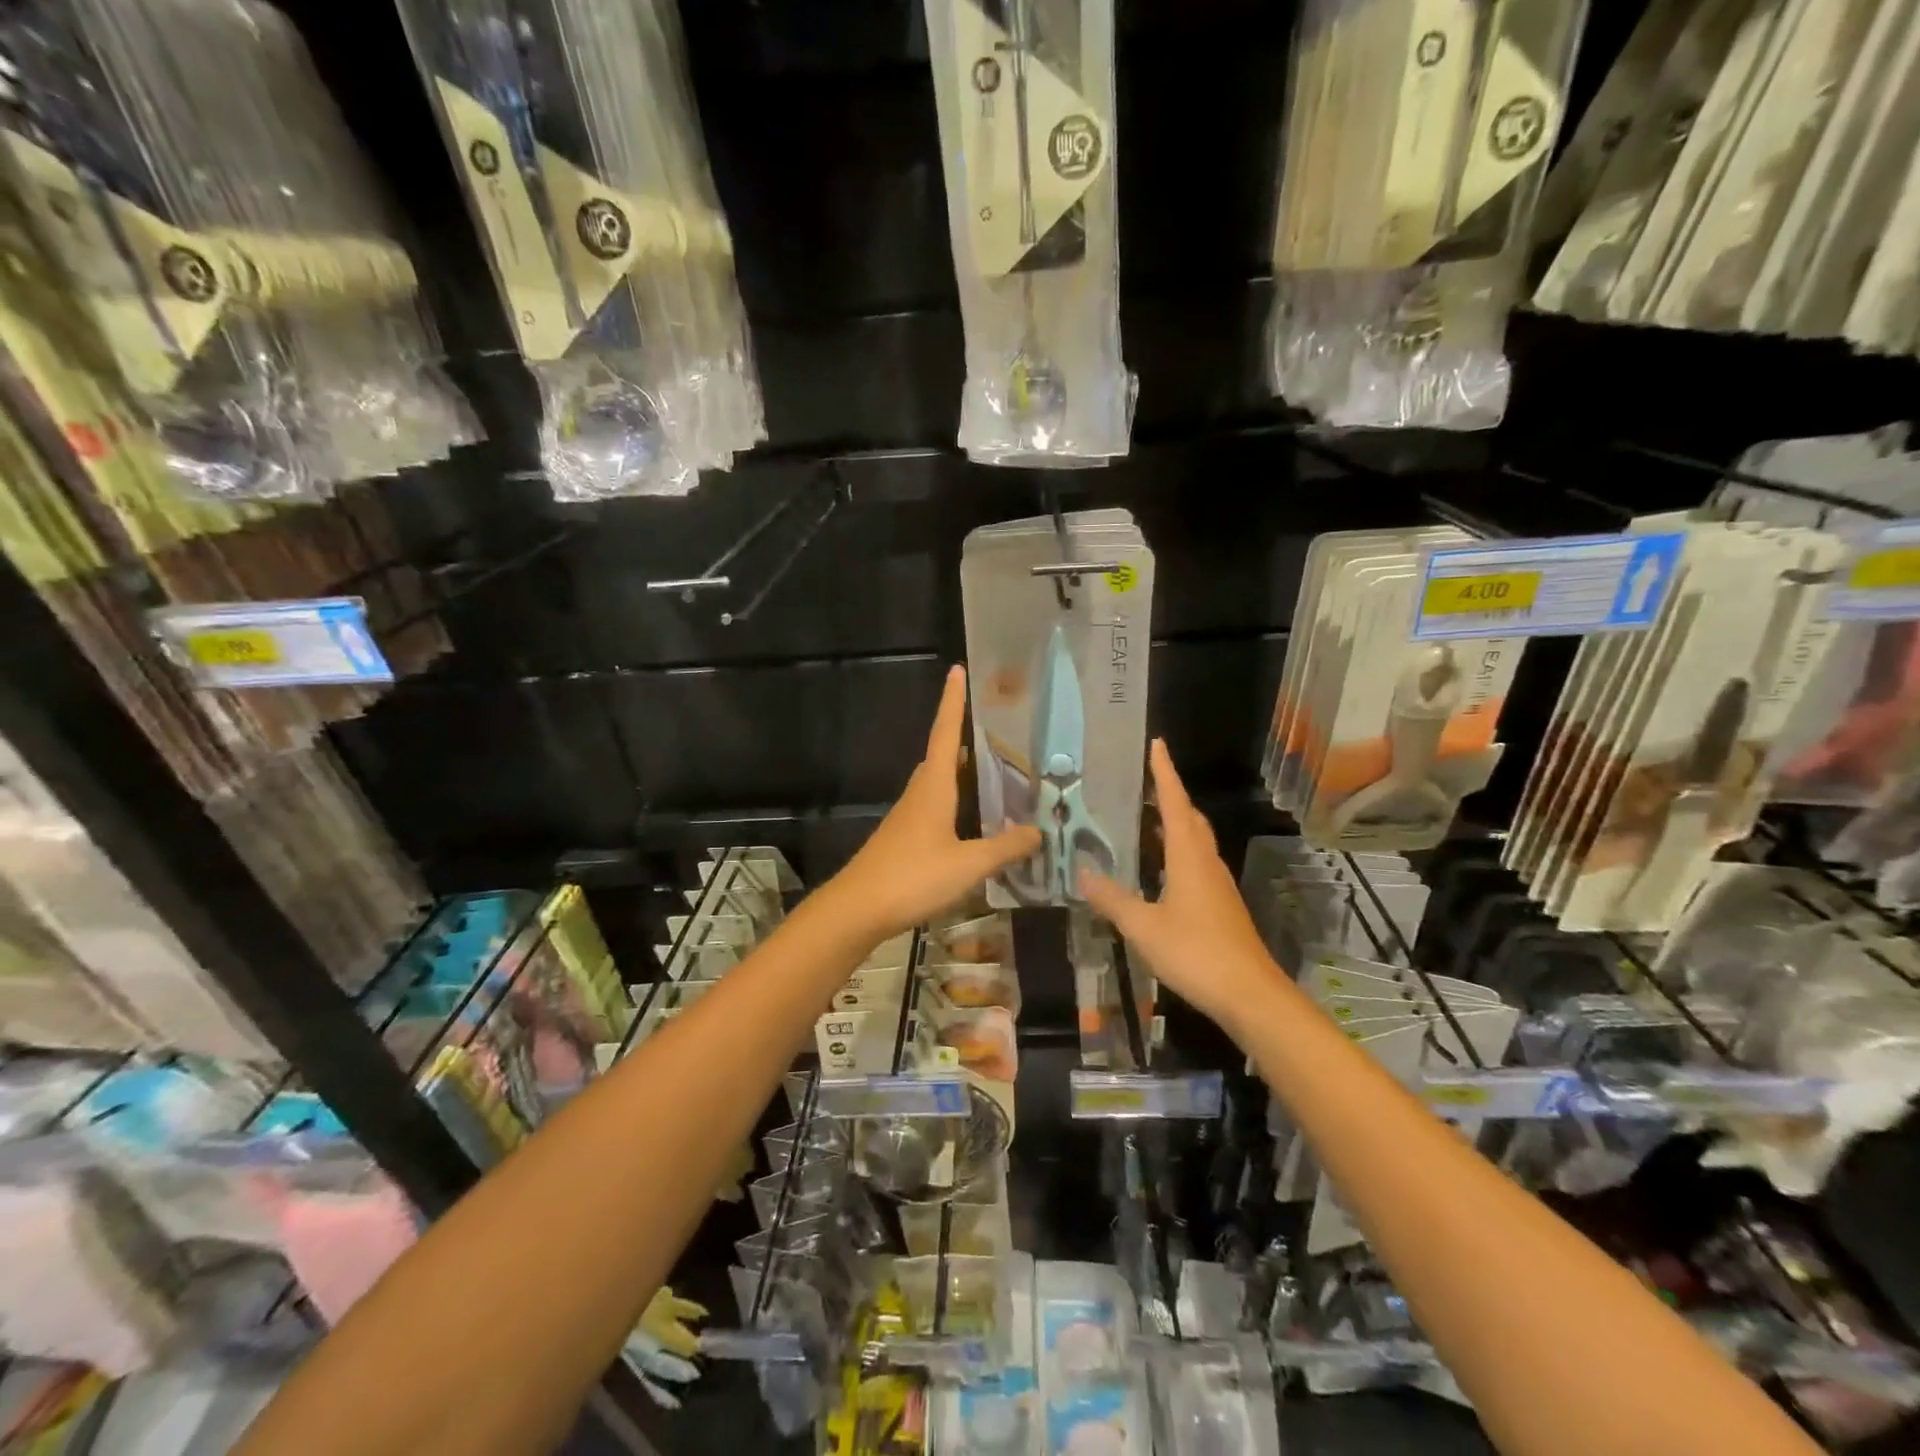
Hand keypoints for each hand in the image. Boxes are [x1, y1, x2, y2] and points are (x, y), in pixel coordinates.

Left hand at [828, 665, 1041, 940]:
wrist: (857, 909)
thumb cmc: (912, 877)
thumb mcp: (968, 865)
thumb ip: (1004, 848)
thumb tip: (1038, 832)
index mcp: (934, 788)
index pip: (945, 733)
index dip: (953, 702)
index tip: (957, 670)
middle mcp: (919, 794)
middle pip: (942, 755)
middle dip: (964, 736)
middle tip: (997, 731)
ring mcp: (908, 816)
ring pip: (938, 782)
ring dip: (962, 772)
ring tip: (995, 772)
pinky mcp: (904, 837)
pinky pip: (935, 806)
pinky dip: (956, 801)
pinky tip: (972, 821)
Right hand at [1081, 740, 1281, 1035]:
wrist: (1250, 995)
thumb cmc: (1196, 953)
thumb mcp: (1143, 926)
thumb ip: (1113, 899)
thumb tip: (1083, 874)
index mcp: (1189, 857)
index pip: (1176, 803)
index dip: (1164, 773)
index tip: (1157, 744)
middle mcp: (1206, 862)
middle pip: (1190, 818)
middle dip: (1170, 795)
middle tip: (1143, 781)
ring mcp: (1217, 885)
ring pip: (1195, 842)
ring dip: (1174, 824)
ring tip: (1145, 817)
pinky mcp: (1220, 905)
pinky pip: (1195, 863)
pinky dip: (1176, 852)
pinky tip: (1158, 868)